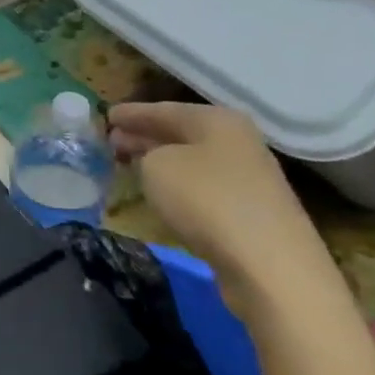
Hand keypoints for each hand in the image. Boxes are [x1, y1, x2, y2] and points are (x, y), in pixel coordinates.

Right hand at [107, 101, 331, 314]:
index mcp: (217, 120)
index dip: (131, 113)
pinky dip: (177, 185)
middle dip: (145, 136)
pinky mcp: (249, 211)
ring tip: (128, 165)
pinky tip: (160, 193)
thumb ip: (145, 153)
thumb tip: (151, 158)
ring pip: (191, 160)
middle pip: (181, 133)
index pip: (164, 109)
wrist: (269, 264)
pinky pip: (202, 187)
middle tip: (111, 141)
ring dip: (160, 161)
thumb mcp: (157, 166)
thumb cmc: (207, 200)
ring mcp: (248, 178)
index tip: (105, 116)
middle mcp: (237, 142)